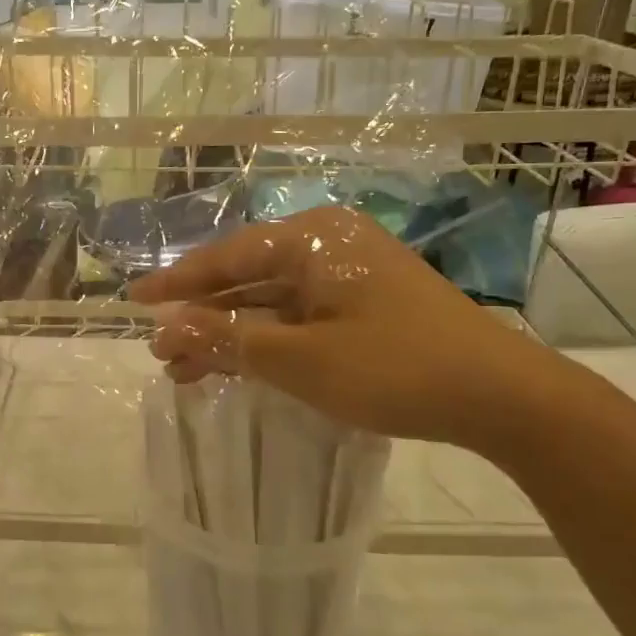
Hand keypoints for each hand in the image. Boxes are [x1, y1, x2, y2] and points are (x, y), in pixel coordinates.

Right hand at [129, 205, 564, 455]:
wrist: (501, 395)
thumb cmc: (395, 368)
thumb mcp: (301, 359)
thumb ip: (230, 340)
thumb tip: (167, 328)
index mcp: (311, 240)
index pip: (226, 258)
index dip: (177, 284)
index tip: (134, 302)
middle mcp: (327, 245)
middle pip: (247, 278)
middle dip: (202, 316)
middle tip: (161, 352)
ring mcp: (350, 274)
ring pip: (272, 301)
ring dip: (231, 333)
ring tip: (188, 370)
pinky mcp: (366, 303)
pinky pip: (300, 315)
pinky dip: (268, 340)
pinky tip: (241, 365)